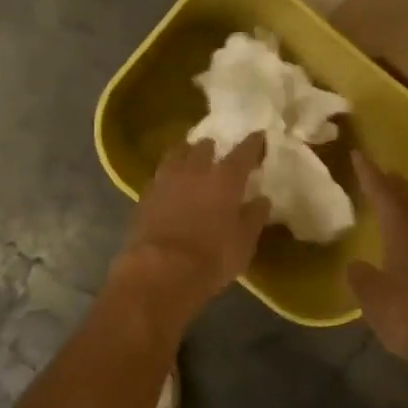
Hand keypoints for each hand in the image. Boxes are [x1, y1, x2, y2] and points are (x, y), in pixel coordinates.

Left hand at [107, 134, 268, 342]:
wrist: (159, 272)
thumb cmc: (211, 258)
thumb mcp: (244, 243)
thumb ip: (254, 217)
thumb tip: (261, 199)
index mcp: (225, 178)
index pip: (243, 152)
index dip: (253, 143)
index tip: (258, 136)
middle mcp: (195, 170)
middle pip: (204, 146)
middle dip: (212, 148)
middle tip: (216, 154)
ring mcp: (166, 179)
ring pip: (176, 154)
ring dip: (186, 154)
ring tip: (189, 161)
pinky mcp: (145, 194)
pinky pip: (159, 175)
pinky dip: (168, 176)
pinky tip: (170, 185)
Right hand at [347, 152, 407, 362]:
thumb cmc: (406, 311)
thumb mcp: (371, 294)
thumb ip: (361, 276)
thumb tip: (357, 266)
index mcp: (401, 227)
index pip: (383, 190)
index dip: (369, 173)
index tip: (358, 155)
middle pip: (407, 197)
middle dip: (391, 183)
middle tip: (376, 173)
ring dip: (405, 204)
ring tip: (390, 200)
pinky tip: (407, 238)